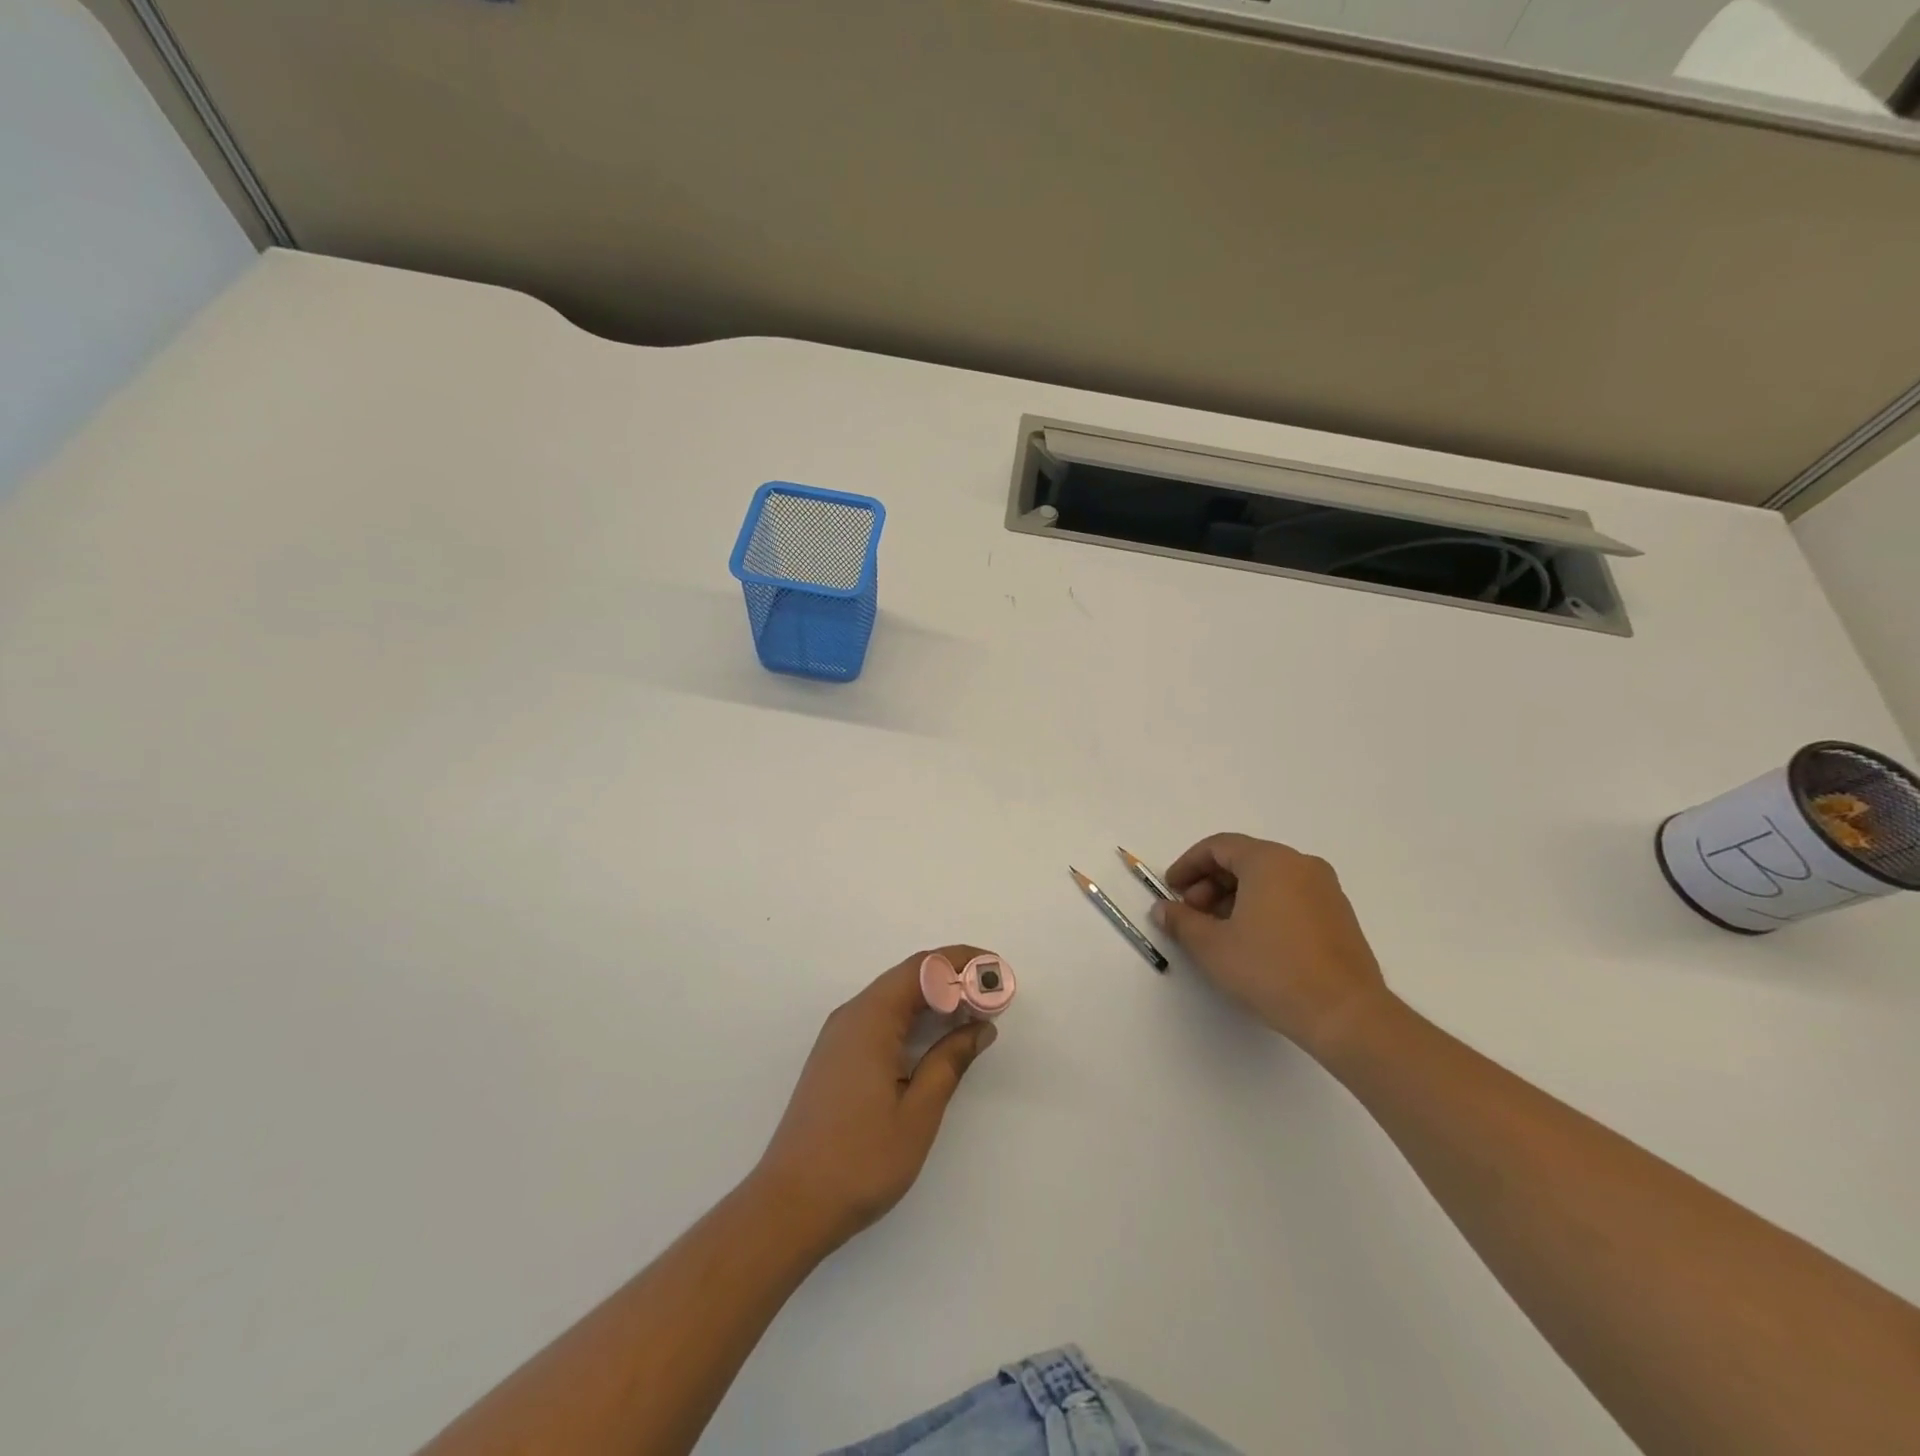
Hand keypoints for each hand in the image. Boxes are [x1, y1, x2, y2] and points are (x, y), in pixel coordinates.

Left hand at [751, 947, 997, 1252]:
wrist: (789, 1206)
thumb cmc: (859, 1160)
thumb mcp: (918, 1112)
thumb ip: (950, 1062)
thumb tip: (980, 1027)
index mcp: (870, 1019)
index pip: (923, 967)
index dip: (962, 962)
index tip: (997, 972)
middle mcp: (851, 1016)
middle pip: (908, 977)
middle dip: (953, 978)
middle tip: (994, 996)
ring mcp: (839, 1036)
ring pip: (894, 998)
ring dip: (934, 999)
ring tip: (973, 1015)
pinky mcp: (836, 1057)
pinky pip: (881, 1018)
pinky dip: (913, 1018)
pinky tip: (935, 1040)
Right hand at [1154, 833, 1389, 1056]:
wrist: (1345, 1014)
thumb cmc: (1271, 970)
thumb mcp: (1212, 947)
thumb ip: (1182, 921)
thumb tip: (1163, 909)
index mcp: (1269, 861)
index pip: (1218, 846)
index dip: (1188, 865)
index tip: (1171, 891)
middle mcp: (1300, 864)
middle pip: (1244, 859)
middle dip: (1210, 883)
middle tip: (1191, 914)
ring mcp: (1325, 889)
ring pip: (1268, 879)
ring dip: (1235, 897)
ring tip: (1218, 932)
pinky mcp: (1338, 915)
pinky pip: (1290, 896)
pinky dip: (1263, 907)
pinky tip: (1251, 941)